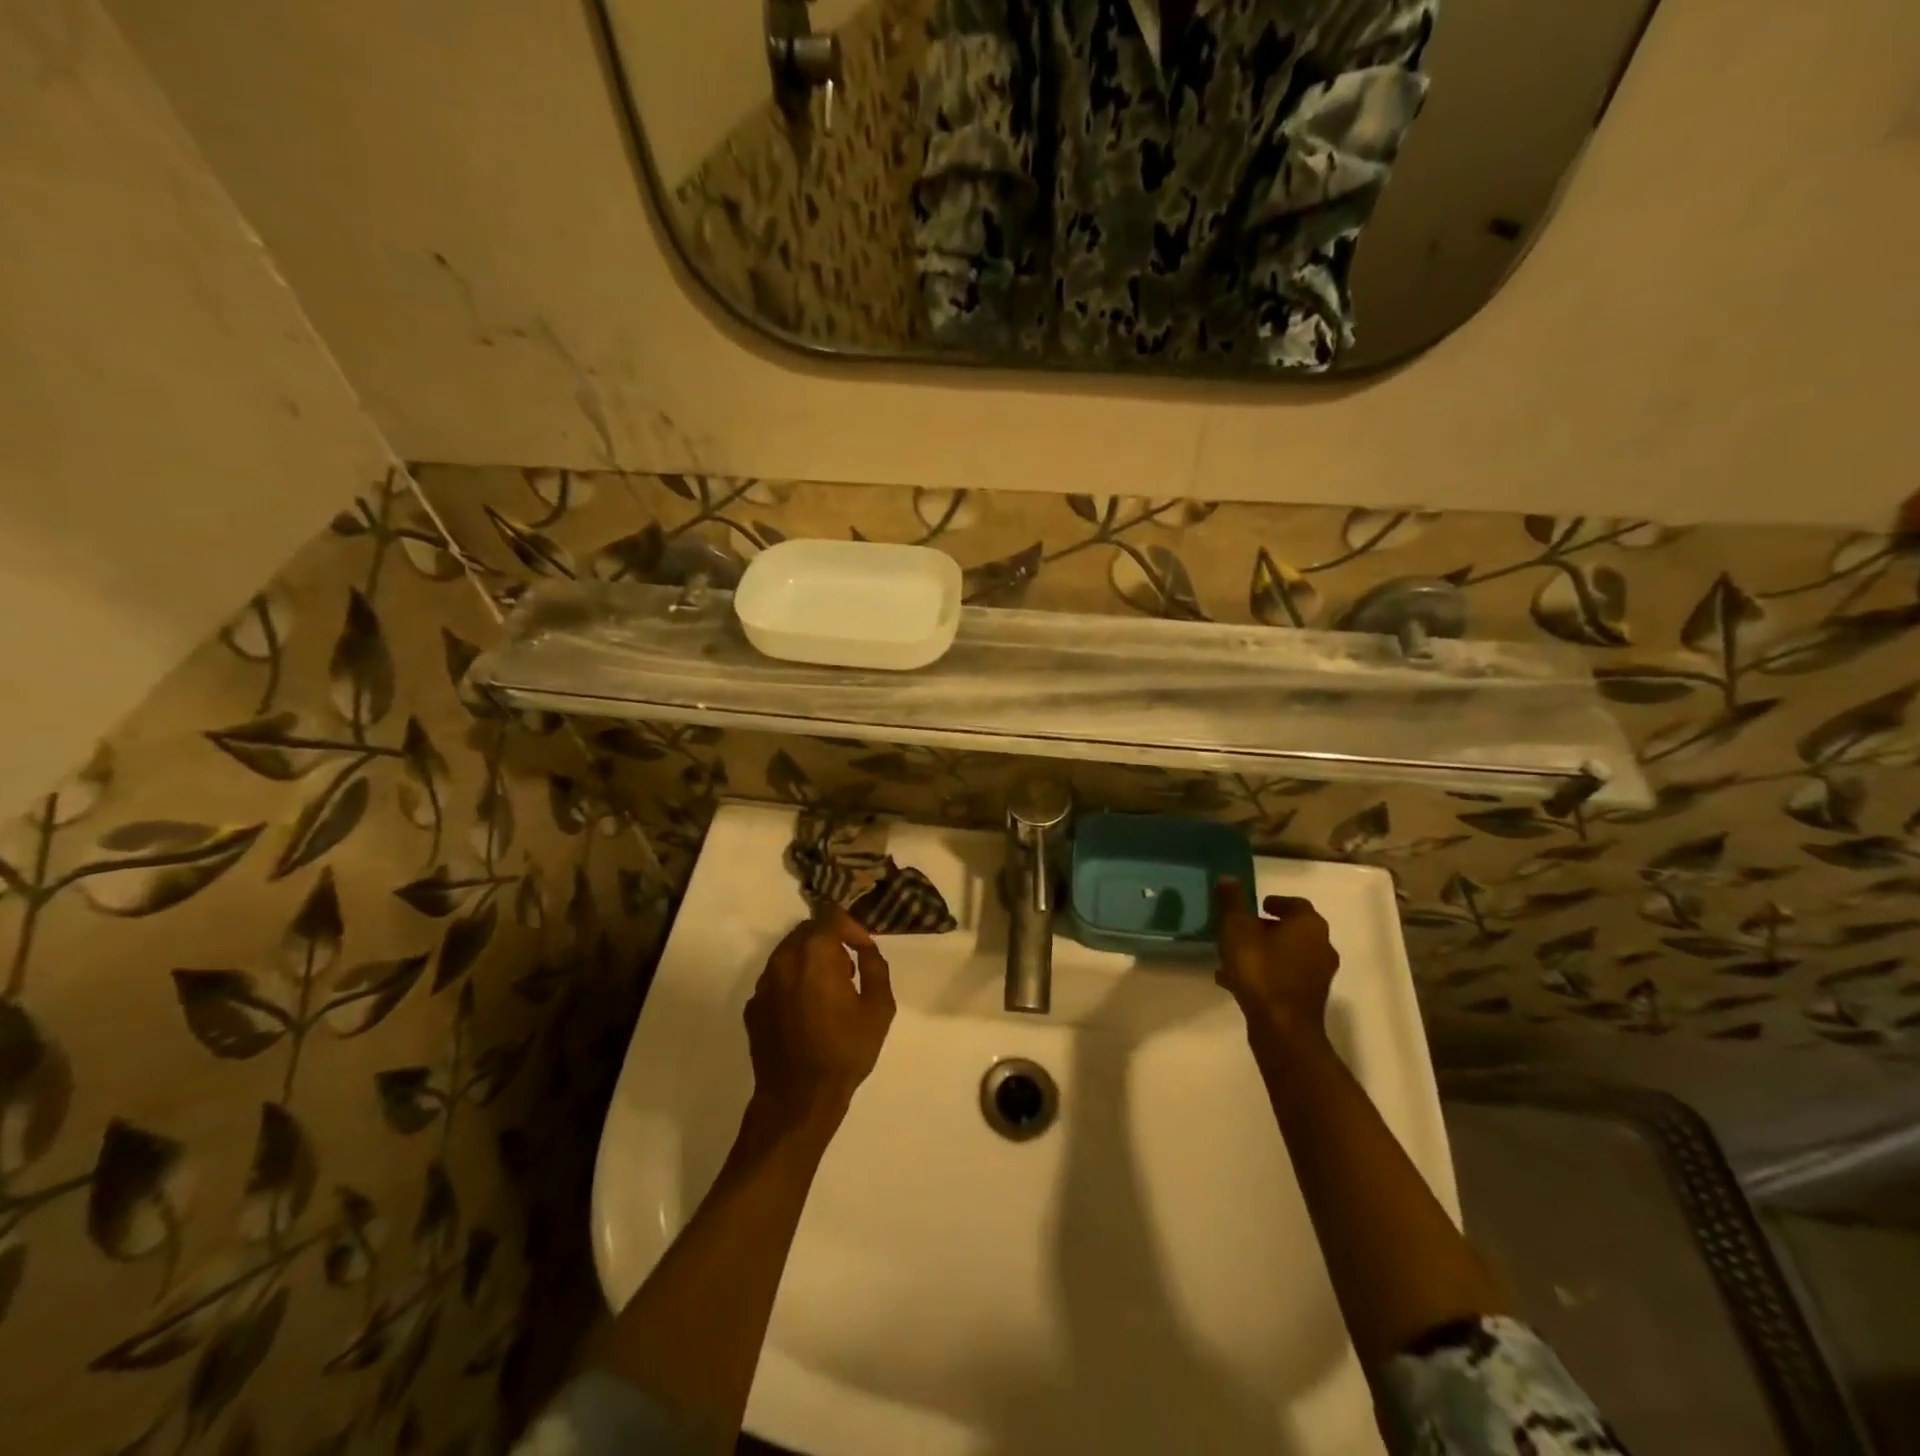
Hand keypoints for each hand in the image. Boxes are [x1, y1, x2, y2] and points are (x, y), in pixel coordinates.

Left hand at [744, 902, 894, 1132]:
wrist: (798, 1099)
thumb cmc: (844, 1051)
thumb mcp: (879, 1009)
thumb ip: (875, 967)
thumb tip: (865, 949)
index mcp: (815, 955)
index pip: (830, 916)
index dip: (851, 926)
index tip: (863, 949)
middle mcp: (784, 961)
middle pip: (807, 931)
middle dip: (830, 941)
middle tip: (848, 969)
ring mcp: (763, 984)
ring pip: (788, 953)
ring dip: (810, 960)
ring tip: (829, 991)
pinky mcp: (753, 1006)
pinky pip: (776, 978)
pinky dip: (793, 981)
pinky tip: (807, 1010)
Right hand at [1213, 880, 1338, 1044]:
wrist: (1281, 1028)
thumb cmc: (1260, 969)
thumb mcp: (1237, 929)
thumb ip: (1232, 902)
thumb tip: (1227, 878)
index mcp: (1309, 925)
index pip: (1297, 904)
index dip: (1276, 902)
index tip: (1258, 904)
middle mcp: (1321, 947)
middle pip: (1293, 930)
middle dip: (1267, 928)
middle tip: (1242, 928)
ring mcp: (1318, 976)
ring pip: (1287, 955)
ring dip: (1264, 952)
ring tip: (1234, 955)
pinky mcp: (1308, 999)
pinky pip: (1284, 978)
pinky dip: (1265, 974)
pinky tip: (1235, 981)